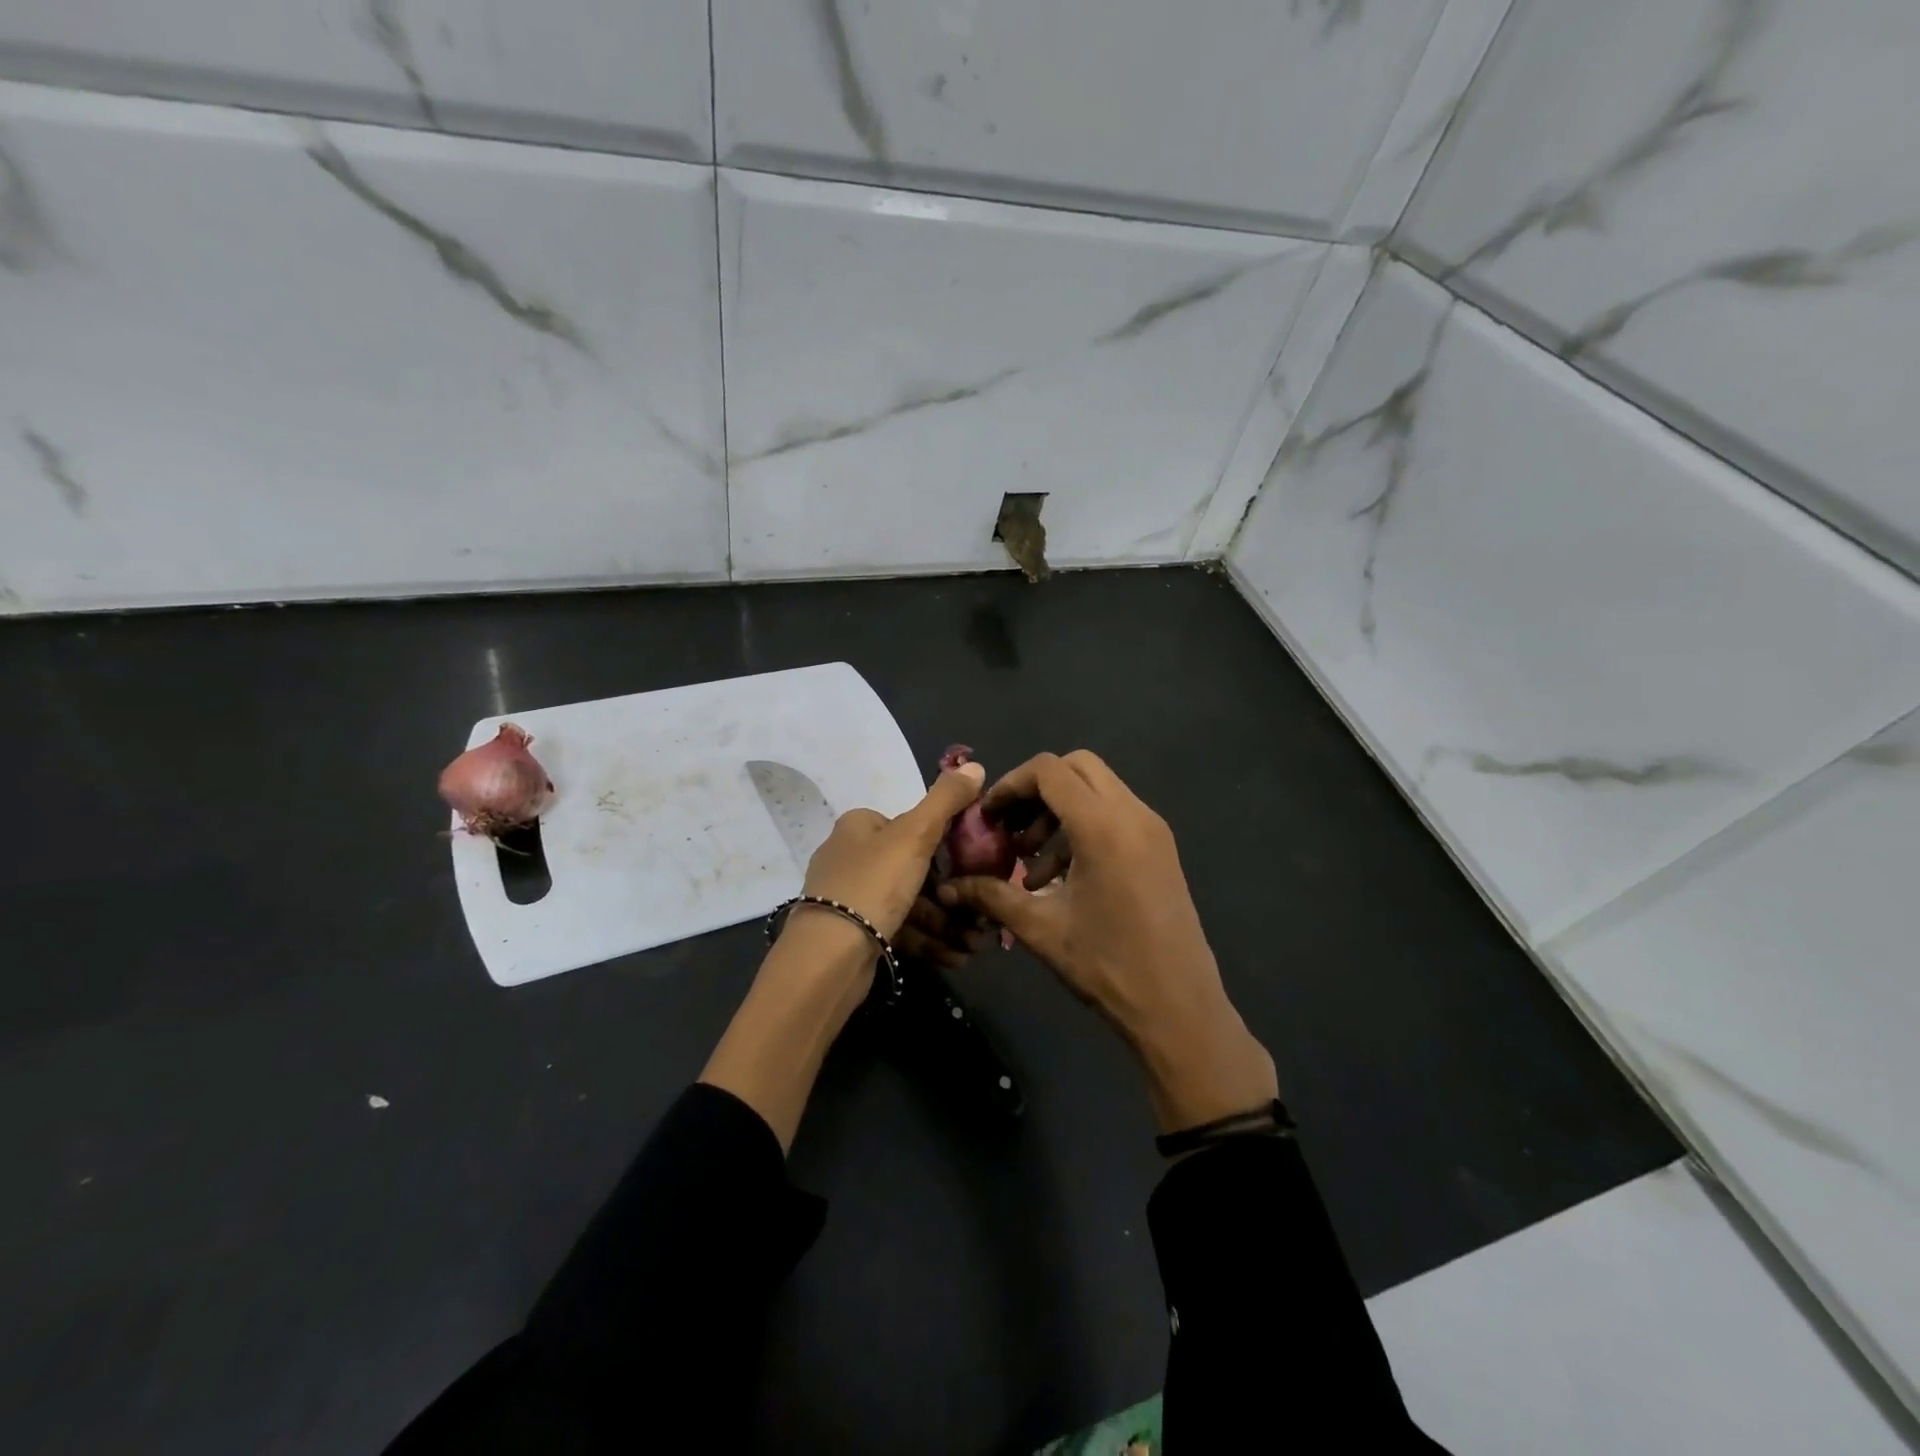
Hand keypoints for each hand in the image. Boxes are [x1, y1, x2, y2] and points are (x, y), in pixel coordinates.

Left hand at [701, 758, 988, 1152]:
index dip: (947, 844)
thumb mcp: (915, 835)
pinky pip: (900, 930)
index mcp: (859, 826)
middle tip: (983, 912)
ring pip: (910, 903)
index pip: (912, 825)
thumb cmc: (873, 884)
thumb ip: (946, 800)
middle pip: (915, 868)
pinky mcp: (855, 934)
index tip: (975, 865)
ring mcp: (851, 898)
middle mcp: (851, 856)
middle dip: (953, 893)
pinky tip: (956, 956)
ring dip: (946, 922)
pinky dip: (929, 940)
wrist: (828, 957)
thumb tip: (975, 765)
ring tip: (976, 942)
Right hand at [939, 751, 1276, 1132]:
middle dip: (1036, 790)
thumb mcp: (1040, 928)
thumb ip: (992, 896)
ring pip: (1098, 790)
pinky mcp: (1161, 848)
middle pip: (1077, 768)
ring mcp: (1153, 829)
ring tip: (1033, 865)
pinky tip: (1062, 876)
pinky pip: (1116, 814)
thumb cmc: (1107, 965)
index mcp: (1103, 827)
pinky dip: (1083, 827)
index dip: (1011, 785)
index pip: (1049, 771)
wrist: (1178, 1007)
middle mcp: (1133, 814)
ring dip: (1059, 812)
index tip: (989, 816)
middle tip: (1012, 829)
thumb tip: (950, 886)